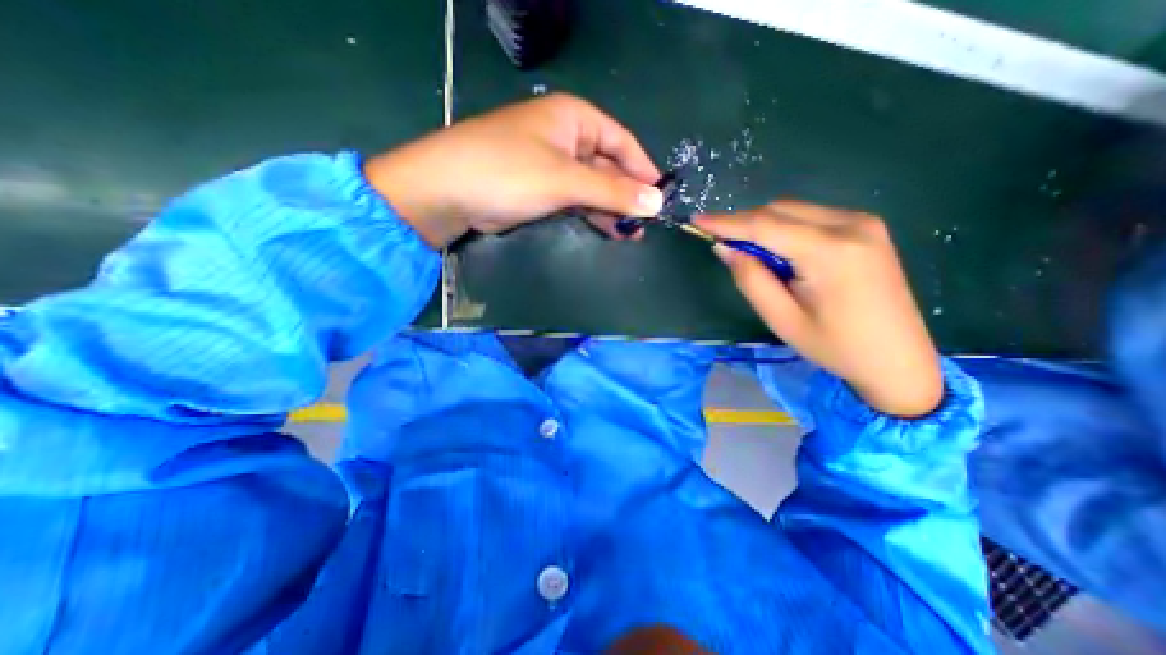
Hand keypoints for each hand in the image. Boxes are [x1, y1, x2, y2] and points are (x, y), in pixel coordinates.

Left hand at [364, 89, 664, 246]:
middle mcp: (565, 137)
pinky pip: (575, 200)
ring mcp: (552, 165)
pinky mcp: (541, 189)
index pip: (622, 142)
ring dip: (611, 209)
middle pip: (608, 166)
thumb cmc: (509, 172)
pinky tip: (607, 230)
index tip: (660, 199)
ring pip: (592, 186)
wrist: (448, 192)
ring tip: (631, 234)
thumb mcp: (565, 180)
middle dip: (627, 195)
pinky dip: (591, 214)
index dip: (643, 170)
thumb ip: (612, 192)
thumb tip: (657, 203)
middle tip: (645, 225)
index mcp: (574, 119)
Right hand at [696, 201, 941, 419]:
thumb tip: (725, 247)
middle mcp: (850, 225)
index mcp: (830, 252)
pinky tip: (781, 253)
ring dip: (764, 226)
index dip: (726, 222)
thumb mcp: (781, 318)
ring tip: (752, 255)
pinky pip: (811, 217)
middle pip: (779, 210)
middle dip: (744, 224)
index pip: (764, 226)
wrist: (898, 359)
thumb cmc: (834, 346)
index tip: (697, 221)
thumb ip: (750, 278)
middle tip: (723, 246)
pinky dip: (785, 228)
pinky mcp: (866, 228)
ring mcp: (863, 223)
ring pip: (794, 210)